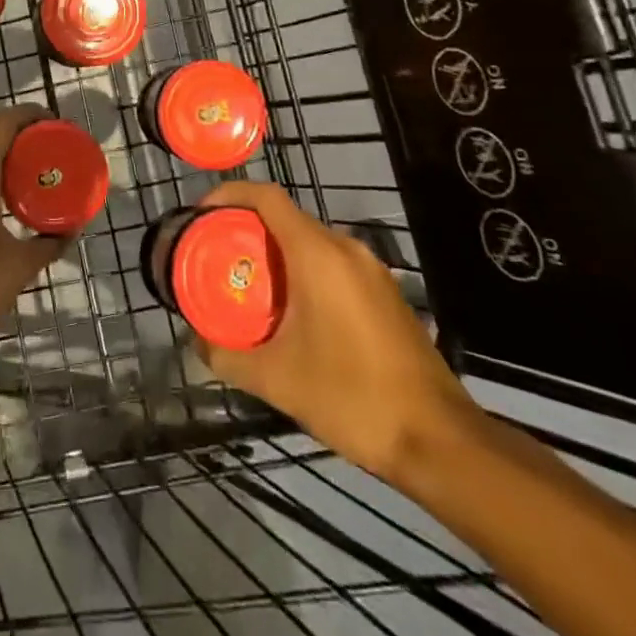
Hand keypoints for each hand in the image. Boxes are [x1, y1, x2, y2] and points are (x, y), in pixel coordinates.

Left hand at [0, 106, 64, 372]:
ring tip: (33, 171)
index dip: (30, 115)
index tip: (57, 123)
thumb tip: (71, 230)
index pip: (2, 124)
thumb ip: (49, 241)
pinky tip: (5, 199)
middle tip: (51, 148)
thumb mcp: (20, 266)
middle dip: (20, 136)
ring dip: (2, 157)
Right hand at [194, 181, 474, 481]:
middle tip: (218, 258)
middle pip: (286, 218)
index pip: (265, 196)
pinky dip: (304, 272)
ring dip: (277, 254)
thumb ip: (228, 356)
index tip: (201, 214)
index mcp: (317, 253)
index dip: (229, 195)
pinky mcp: (386, 293)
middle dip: (248, 231)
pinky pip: (333, 264)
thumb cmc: (352, 397)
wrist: (439, 441)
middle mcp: (345, 248)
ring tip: (250, 286)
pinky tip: (294, 313)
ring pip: (311, 242)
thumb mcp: (277, 380)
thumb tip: (197, 343)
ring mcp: (372, 270)